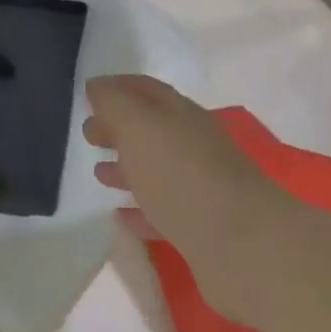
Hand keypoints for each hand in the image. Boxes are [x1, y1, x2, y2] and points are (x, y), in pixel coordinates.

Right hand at [84, 75, 294, 317]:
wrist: (242, 245)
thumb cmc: (182, 175)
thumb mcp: (139, 126)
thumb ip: (115, 103)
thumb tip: (97, 86)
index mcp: (181, 115)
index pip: (147, 90)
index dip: (118, 87)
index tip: (89, 93)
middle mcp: (194, 145)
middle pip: (152, 129)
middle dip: (120, 127)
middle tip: (89, 135)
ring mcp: (201, 187)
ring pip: (158, 169)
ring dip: (128, 167)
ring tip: (99, 174)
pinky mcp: (202, 228)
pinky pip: (164, 211)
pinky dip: (141, 209)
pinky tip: (121, 216)